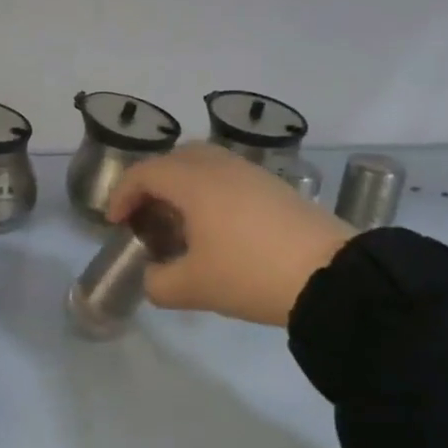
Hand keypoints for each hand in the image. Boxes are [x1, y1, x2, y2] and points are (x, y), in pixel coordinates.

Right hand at [107, 144, 354, 326]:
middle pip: (174, 158)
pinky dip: (210, 191)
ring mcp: (251, 173)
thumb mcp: (192, 288)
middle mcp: (220, 167)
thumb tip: (154, 276)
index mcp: (193, 183)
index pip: (145, 173)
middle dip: (152, 182)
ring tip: (180, 221)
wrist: (332, 276)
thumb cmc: (250, 274)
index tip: (115, 222)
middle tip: (146, 214)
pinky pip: (229, 176)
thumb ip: (158, 282)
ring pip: (204, 163)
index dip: (122, 195)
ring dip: (183, 185)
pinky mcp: (275, 187)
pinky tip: (217, 226)